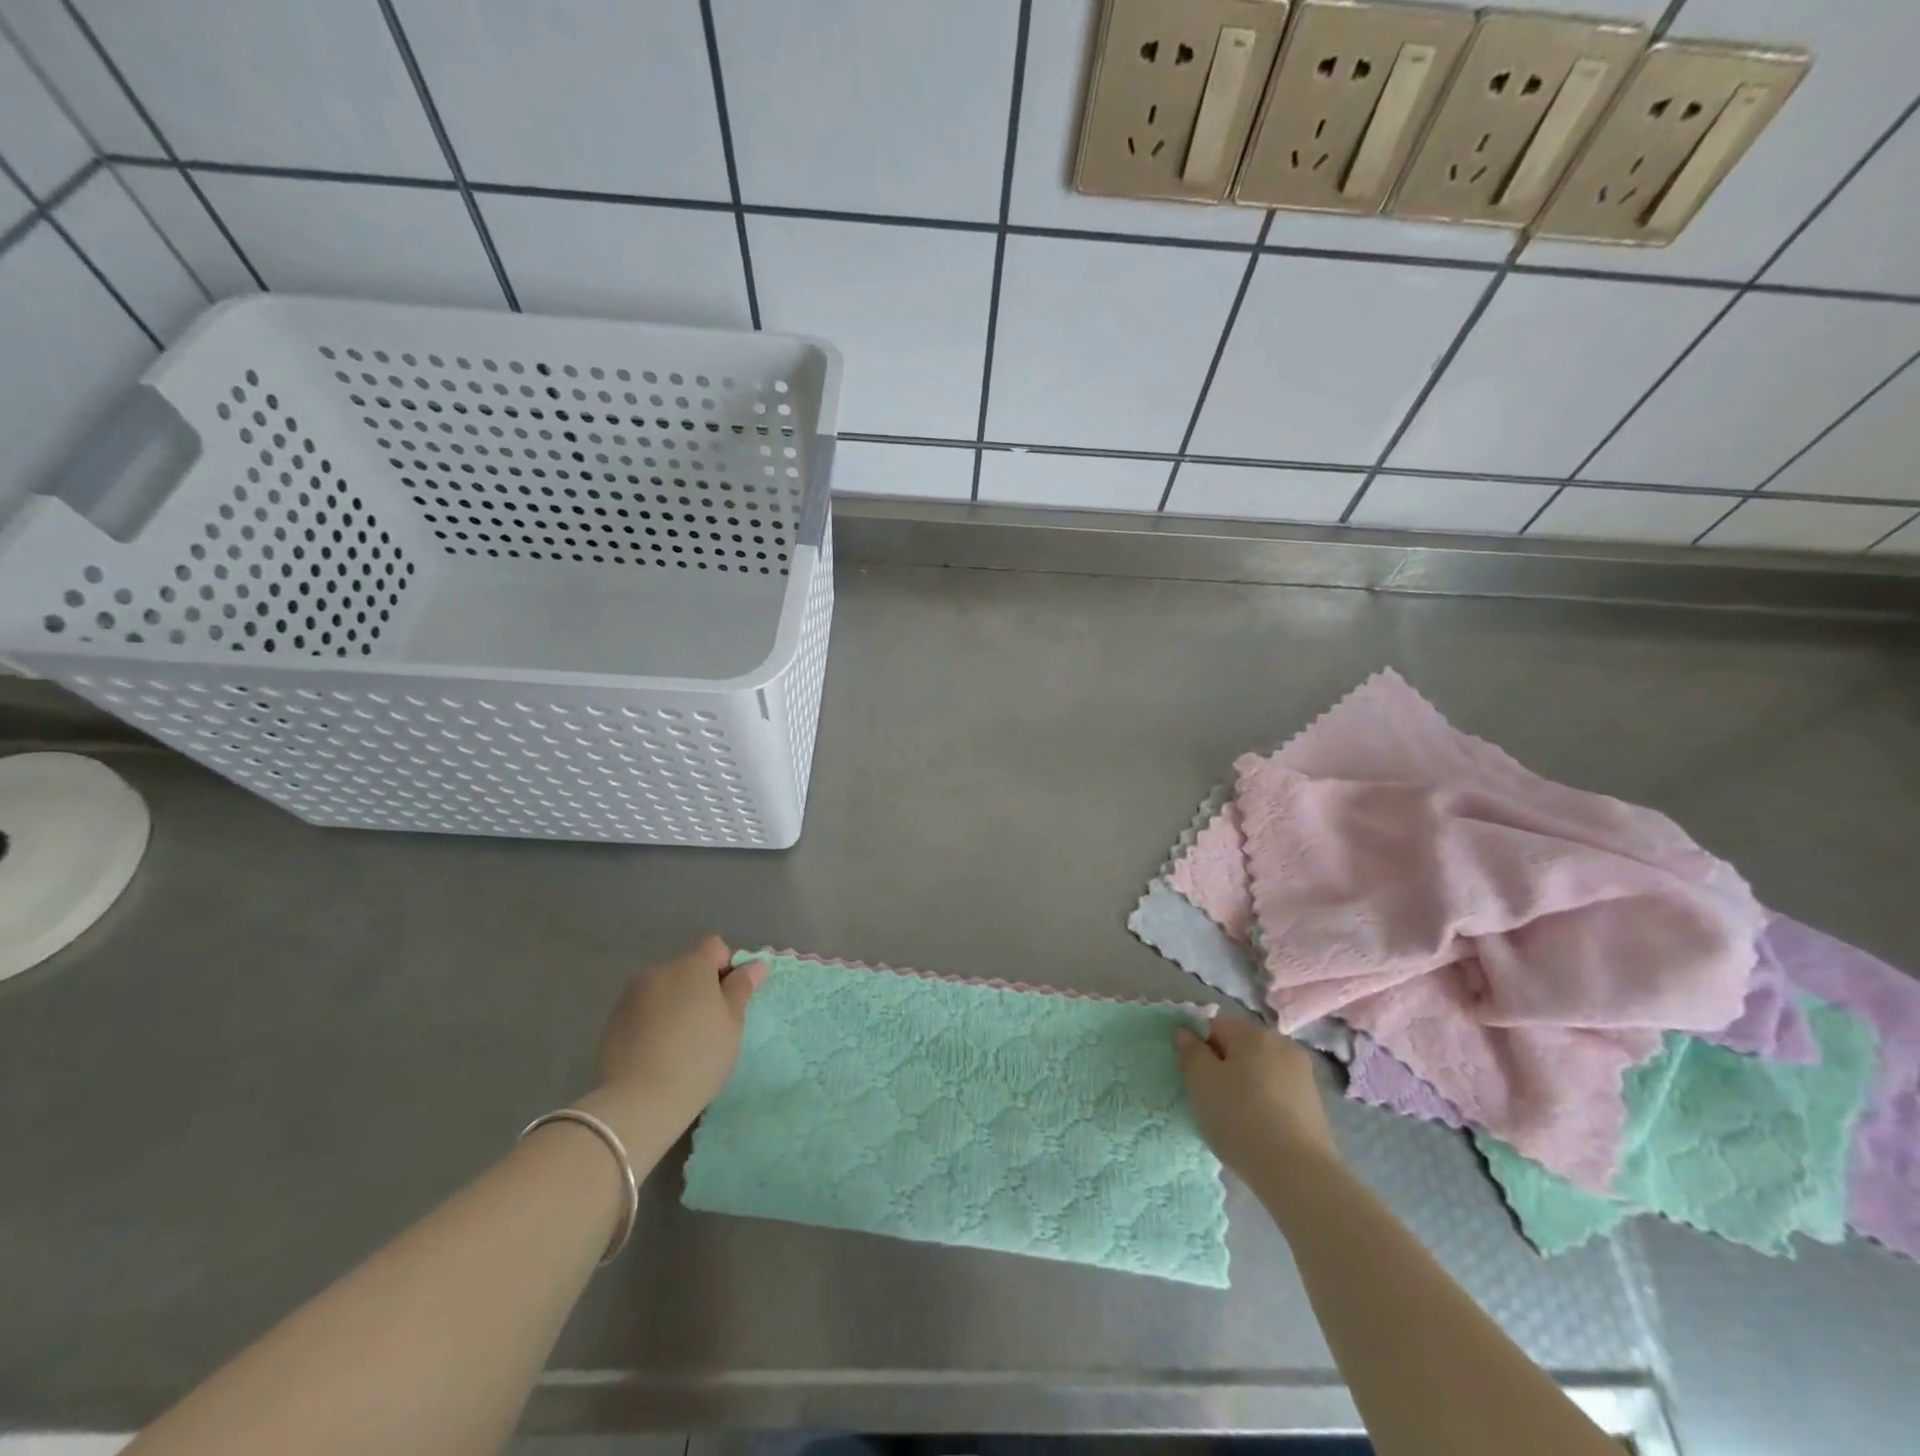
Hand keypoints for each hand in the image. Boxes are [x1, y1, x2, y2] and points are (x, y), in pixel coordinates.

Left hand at [582, 936, 763, 1151]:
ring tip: (680, 1042)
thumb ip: (742, 988)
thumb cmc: (699, 1057)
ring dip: (675, 1004)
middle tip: (709, 1025)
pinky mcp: (613, 1020)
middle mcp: (659, 971)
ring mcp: (631, 995)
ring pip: (664, 990)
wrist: (639, 1101)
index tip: (730, 999)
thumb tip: (756, 964)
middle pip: (688, 968)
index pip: (715, 947)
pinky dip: (654, 1021)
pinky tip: (658, 1052)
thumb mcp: (732, 1023)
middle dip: (700, 988)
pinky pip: (644, 1010)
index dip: (727, 967)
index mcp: (692, 966)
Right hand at [1174, 1016, 1337, 1177]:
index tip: (1194, 1079)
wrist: (1298, 1174)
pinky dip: (1265, 1102)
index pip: (1213, 1027)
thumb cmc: (1240, 1119)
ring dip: (1245, 1084)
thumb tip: (1185, 1032)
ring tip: (1236, 1118)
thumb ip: (1190, 1051)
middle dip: (1223, 1066)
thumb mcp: (1200, 1082)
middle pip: (1239, 1046)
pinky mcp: (1314, 1102)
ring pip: (1259, 1069)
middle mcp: (1281, 1043)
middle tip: (1211, 1099)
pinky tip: (1259, 1128)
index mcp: (1252, 1033)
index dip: (1198, 1050)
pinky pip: (1277, 1091)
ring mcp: (1302, 1073)